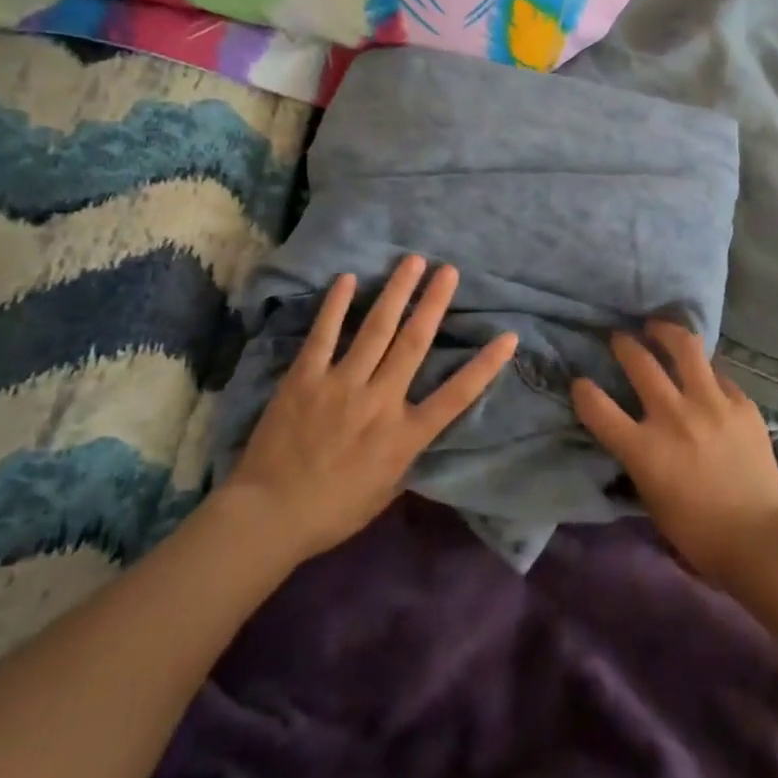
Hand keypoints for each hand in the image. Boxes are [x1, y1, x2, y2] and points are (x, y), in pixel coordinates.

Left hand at [222, 256, 516, 562]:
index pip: (456, 396)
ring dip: (396, 292)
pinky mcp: (306, 378)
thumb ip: (405, 454)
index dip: (485, 366)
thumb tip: (417, 428)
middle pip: (414, 343)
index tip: (508, 337)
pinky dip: (336, 305)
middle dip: (434, 303)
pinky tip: (348, 279)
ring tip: (412, 261)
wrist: (270, 517)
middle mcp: (379, 402)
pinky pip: (324, 335)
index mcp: (404, 435)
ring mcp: (341, 385)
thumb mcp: (386, 491)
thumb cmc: (333, 511)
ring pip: (376, 329)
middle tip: (449, 270)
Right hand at [573, 321, 777, 588]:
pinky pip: (718, 374)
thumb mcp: (650, 496)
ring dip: (665, 332)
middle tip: (620, 339)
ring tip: (658, 328)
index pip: (597, 407)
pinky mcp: (741, 403)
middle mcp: (673, 417)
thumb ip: (638, 456)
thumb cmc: (698, 532)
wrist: (760, 538)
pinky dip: (704, 372)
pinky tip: (702, 375)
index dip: (582, 391)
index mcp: (644, 449)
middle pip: (639, 362)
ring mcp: (711, 404)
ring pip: (683, 346)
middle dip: (623, 345)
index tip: (580, 383)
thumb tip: (634, 429)